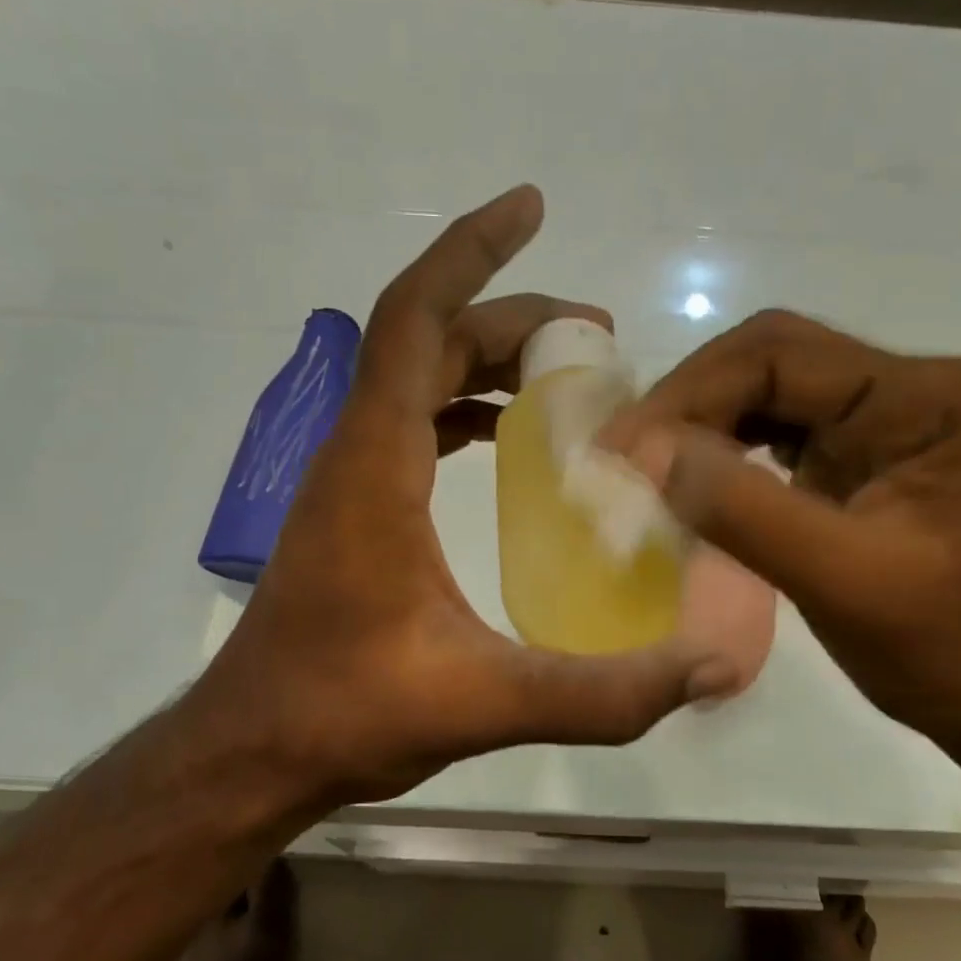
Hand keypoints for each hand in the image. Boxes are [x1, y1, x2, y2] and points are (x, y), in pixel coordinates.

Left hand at [184, 186, 725, 810]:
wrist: (252, 752)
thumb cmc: (347, 713)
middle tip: (598, 339)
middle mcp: (355, 453)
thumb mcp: (484, 702)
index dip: (472, 251)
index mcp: (376, 463)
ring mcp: (349, 482)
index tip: (532, 208)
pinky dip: (461, 410)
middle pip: (428, 341)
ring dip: (486, 362)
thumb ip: (602, 693)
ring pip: (416, 381)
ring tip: (566, 378)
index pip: (416, 318)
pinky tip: (508, 441)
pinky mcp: (353, 514)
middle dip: (511, 320)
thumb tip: (709, 672)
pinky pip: (410, 426)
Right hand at [602, 309, 960, 758]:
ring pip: (767, 395)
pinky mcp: (860, 461)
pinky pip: (777, 436)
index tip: (624, 449)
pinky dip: (725, 454)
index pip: (781, 355)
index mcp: (923, 397)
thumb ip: (744, 509)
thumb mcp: (843, 579)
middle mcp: (906, 390)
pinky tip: (690, 482)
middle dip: (690, 402)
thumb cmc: (950, 648)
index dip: (691, 393)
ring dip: (702, 425)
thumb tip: (645, 450)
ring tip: (644, 466)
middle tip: (625, 453)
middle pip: (771, 361)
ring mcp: (883, 424)